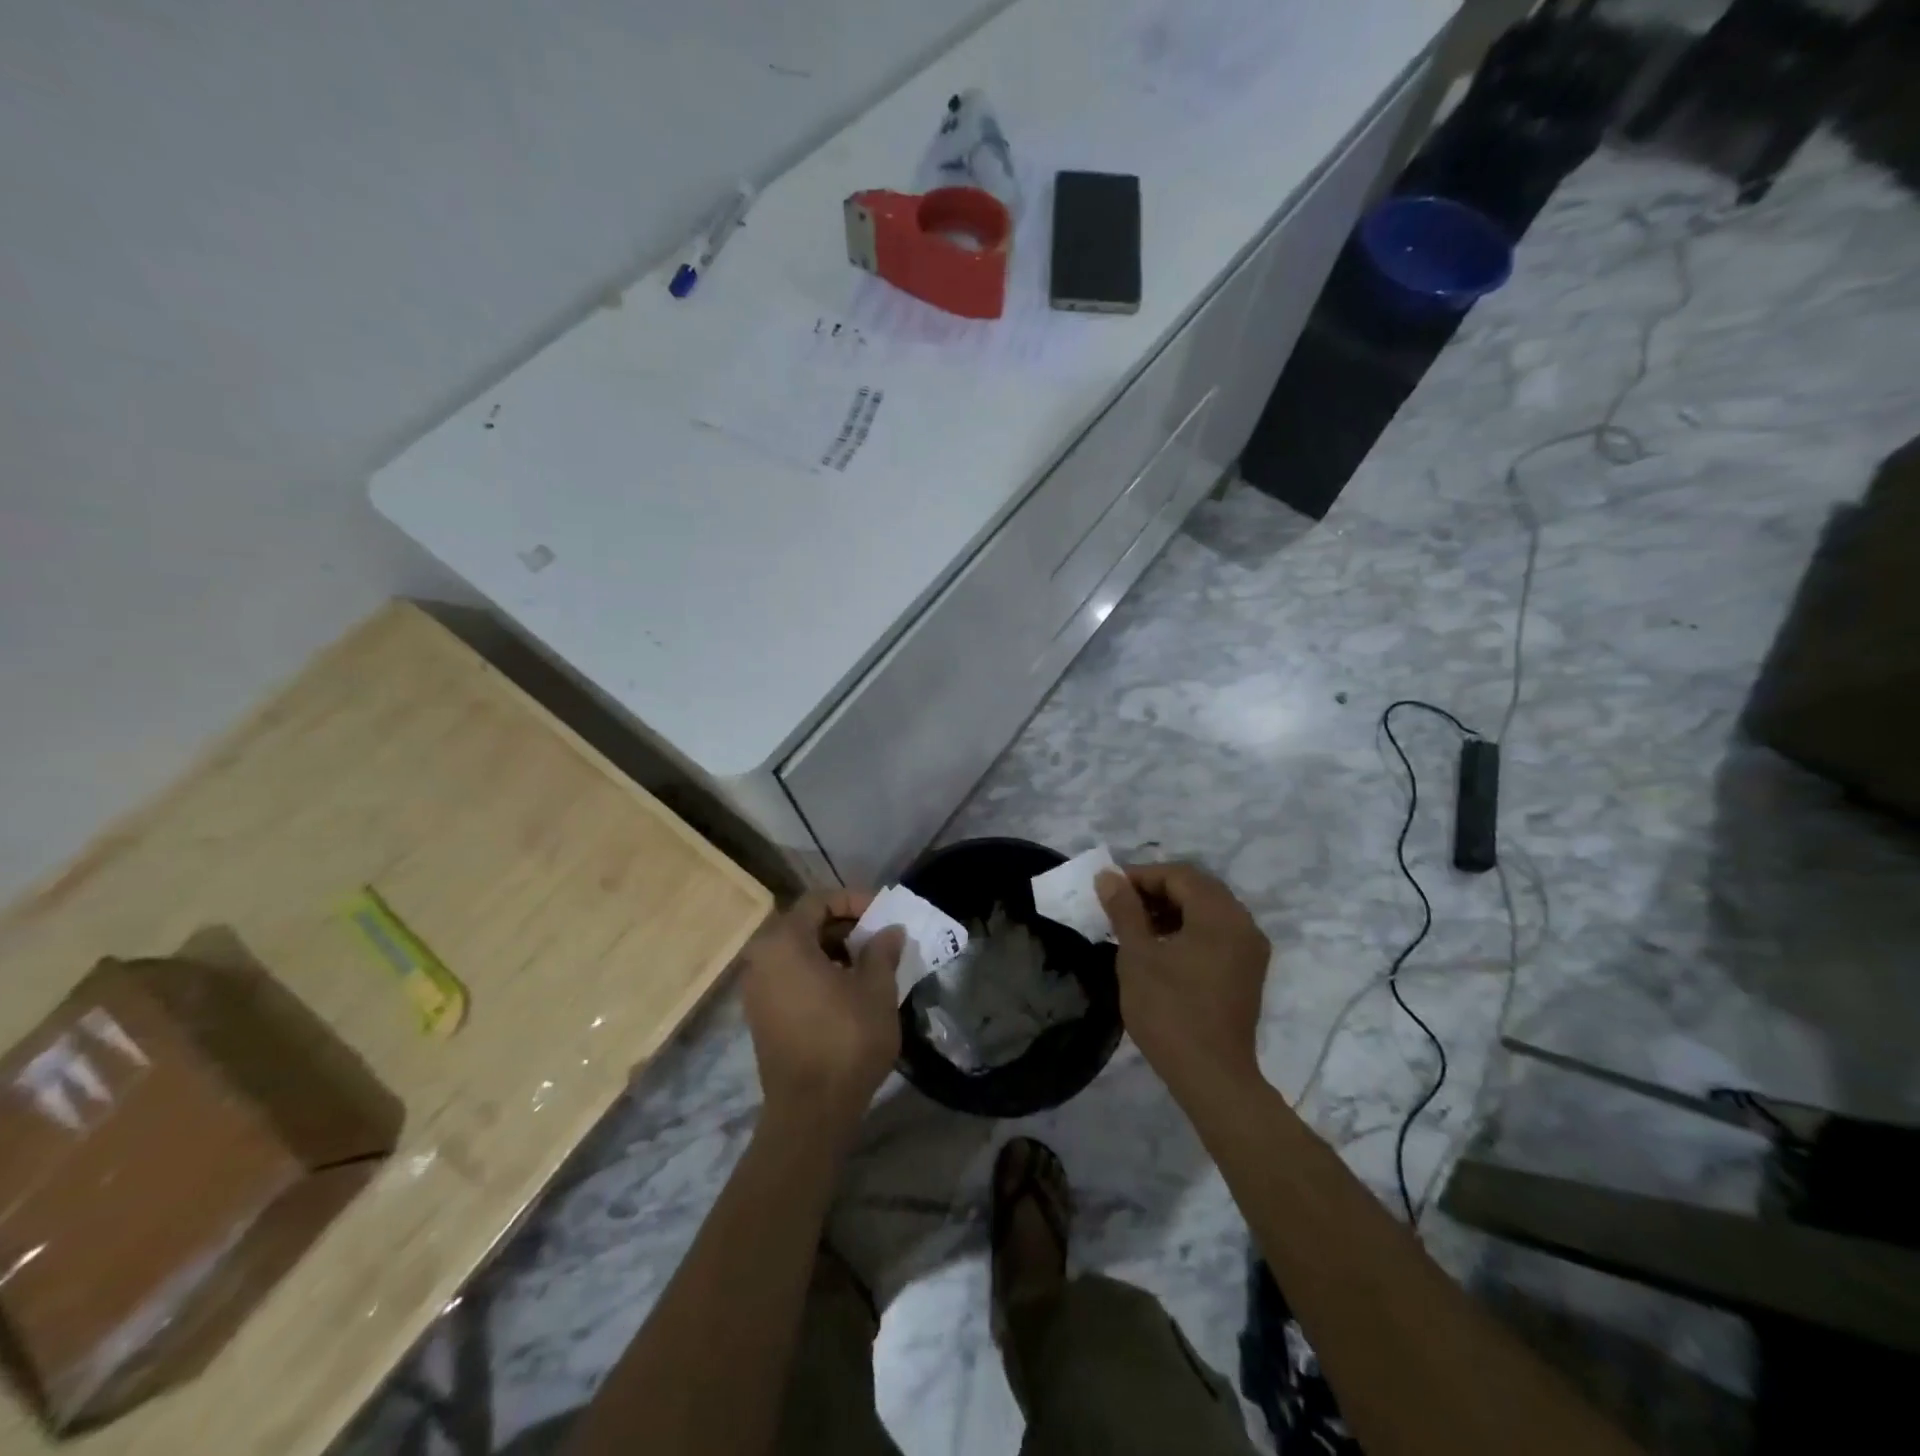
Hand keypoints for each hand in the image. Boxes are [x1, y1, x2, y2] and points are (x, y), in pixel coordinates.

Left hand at [737, 891, 903, 1146]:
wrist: (810, 1111)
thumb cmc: (845, 1040)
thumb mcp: (876, 989)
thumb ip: (882, 951)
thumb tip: (889, 931)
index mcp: (784, 942)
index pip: (819, 900)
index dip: (854, 900)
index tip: (884, 914)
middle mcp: (761, 958)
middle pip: (805, 923)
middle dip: (845, 925)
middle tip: (879, 937)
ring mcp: (757, 988)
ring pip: (798, 951)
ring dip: (833, 950)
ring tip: (870, 963)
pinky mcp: (761, 1014)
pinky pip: (790, 976)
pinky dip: (818, 972)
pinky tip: (848, 989)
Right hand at [1097, 863, 1270, 1097]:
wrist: (1212, 1076)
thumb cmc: (1169, 1011)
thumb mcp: (1137, 956)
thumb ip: (1124, 910)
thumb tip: (1108, 876)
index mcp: (1219, 915)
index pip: (1179, 875)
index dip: (1141, 875)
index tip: (1109, 888)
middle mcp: (1243, 923)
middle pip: (1197, 888)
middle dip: (1157, 890)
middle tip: (1121, 904)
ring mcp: (1250, 949)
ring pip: (1208, 910)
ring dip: (1172, 909)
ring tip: (1136, 925)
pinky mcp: (1248, 971)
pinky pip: (1217, 932)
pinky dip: (1189, 928)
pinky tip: (1162, 947)